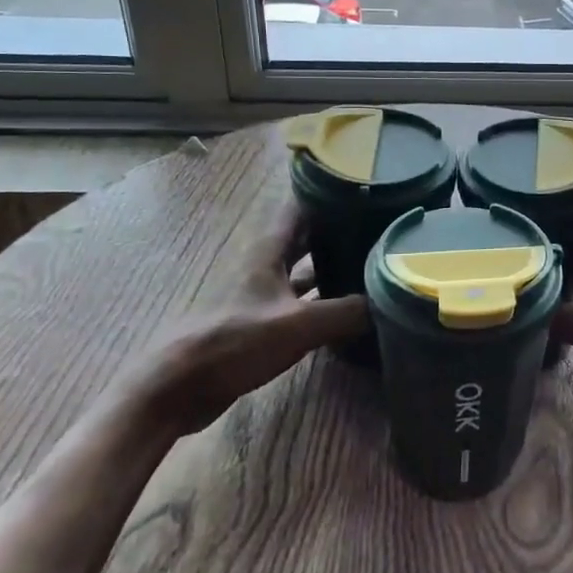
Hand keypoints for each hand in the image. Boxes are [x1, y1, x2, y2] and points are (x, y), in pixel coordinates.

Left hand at [118, 202, 368, 431]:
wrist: (181, 386)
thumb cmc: (236, 341)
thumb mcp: (299, 325)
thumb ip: (346, 311)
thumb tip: (391, 300)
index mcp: (269, 252)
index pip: (300, 207)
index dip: (328, 193)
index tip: (364, 186)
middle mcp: (266, 266)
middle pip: (306, 237)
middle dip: (338, 229)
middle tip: (379, 225)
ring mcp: (263, 295)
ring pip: (304, 270)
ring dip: (332, 265)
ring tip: (373, 262)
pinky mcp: (262, 323)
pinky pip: (302, 301)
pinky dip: (324, 300)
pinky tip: (349, 309)